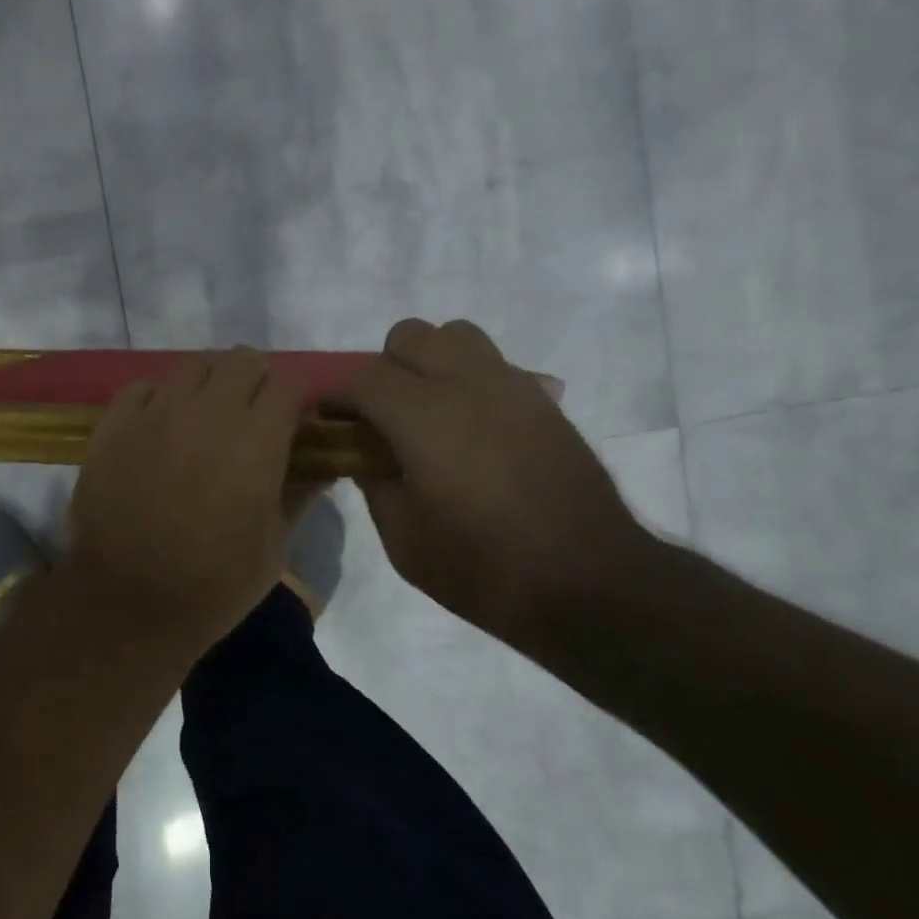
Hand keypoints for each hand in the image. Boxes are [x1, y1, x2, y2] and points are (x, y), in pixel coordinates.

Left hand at [65, 349, 306, 645]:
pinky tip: (159, 429)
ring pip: (193, 365)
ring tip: (204, 418)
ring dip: (209, 384)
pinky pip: (142, 388)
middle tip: (250, 417)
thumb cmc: (212, 585)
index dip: (295, 399)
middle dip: (255, 381)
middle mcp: (208, 412)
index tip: (293, 422)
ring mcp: (156, 413)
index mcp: (256, 440)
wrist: (126, 604)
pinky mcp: (114, 424)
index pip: (289, 384)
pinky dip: (158, 399)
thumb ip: (300, 494)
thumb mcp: (274, 547)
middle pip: (242, 359)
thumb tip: (324, 464)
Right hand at [336, 319, 654, 636]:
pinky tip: (475, 431)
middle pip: (410, 336)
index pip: (363, 376)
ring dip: (432, 362)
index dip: (338, 394)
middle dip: (385, 368)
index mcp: (423, 414)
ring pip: (457, 335)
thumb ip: (375, 484)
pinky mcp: (543, 401)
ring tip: (432, 413)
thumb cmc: (483, 566)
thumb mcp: (404, 539)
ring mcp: (511, 386)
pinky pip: (494, 365)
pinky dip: (471, 381)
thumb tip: (367, 455)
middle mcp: (466, 383)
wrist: (588, 582)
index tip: (330, 419)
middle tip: (385, 418)